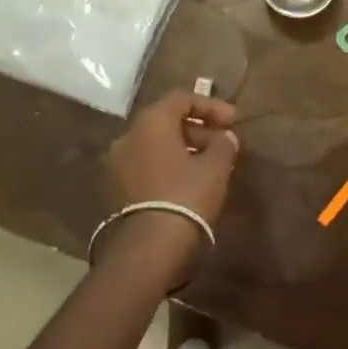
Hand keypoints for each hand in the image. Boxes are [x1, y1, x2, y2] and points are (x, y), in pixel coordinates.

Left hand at [101, 90, 239, 286]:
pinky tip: (188, 182)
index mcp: (151, 121)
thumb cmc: (185, 196)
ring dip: (183, 148)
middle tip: (223, 143)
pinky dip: (167, 166)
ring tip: (209, 165)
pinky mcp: (115, 190)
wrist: (148, 250)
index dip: (211, 106)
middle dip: (197, 128)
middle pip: (167, 121)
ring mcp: (117, 164)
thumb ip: (223, 144)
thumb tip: (225, 137)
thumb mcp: (215, 166)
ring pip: (155, 145)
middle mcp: (128, 135)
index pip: (182, 98)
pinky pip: (146, 165)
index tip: (233, 121)